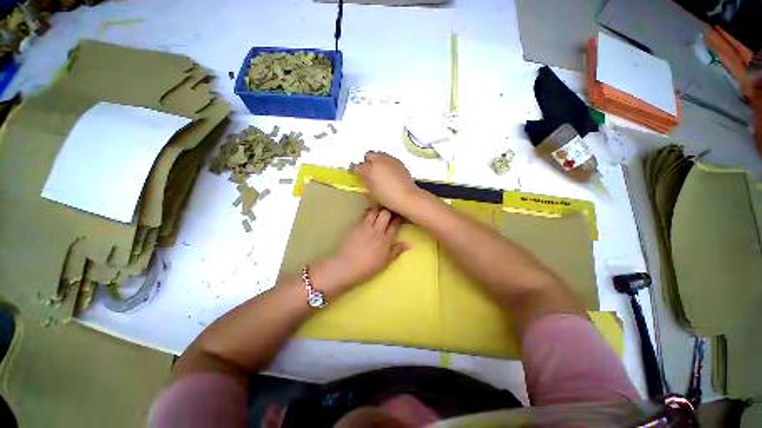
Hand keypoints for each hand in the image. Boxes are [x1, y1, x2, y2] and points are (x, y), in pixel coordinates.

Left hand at [319, 207, 407, 295]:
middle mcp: (377, 230)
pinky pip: (363, 216)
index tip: (400, 214)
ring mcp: (365, 227)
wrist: (346, 266)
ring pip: (374, 211)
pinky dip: (367, 214)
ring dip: (378, 209)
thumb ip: (396, 251)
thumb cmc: (368, 267)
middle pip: (385, 213)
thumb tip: (408, 244)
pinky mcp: (355, 226)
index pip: (395, 224)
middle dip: (389, 210)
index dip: (398, 217)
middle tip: (389, 211)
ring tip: (379, 210)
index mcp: (386, 239)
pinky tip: (367, 215)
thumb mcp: (385, 262)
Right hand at [356, 152, 421, 215]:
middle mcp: (379, 160)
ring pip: (379, 155)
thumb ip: (366, 184)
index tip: (360, 177)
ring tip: (380, 172)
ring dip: (377, 161)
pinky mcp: (399, 162)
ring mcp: (390, 159)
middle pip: (369, 155)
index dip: (358, 172)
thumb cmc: (387, 198)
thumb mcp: (371, 194)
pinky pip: (389, 159)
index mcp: (369, 169)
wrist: (406, 197)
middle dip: (367, 162)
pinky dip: (386, 163)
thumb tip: (364, 180)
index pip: (358, 166)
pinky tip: (389, 173)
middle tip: (369, 172)